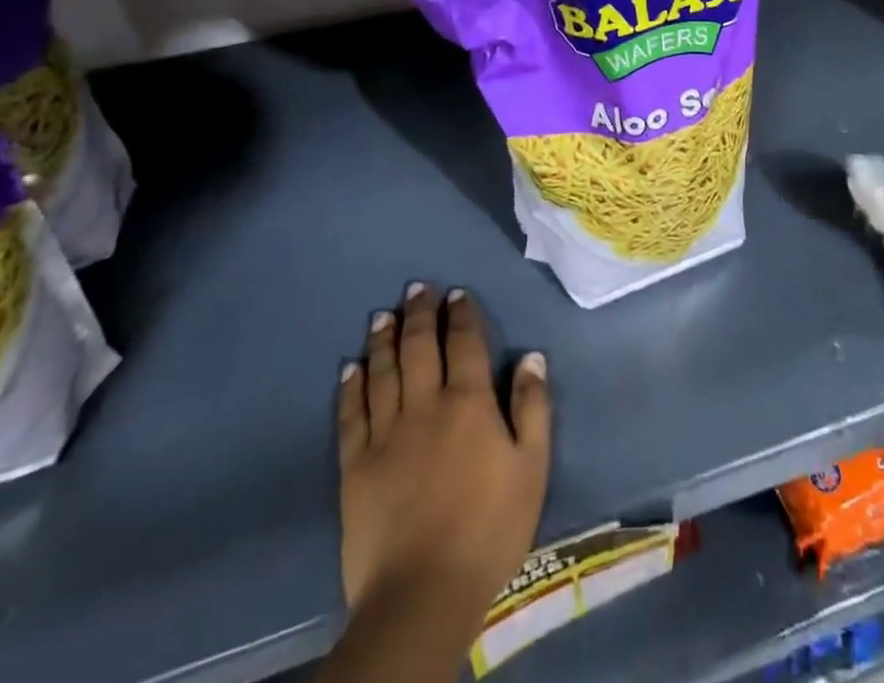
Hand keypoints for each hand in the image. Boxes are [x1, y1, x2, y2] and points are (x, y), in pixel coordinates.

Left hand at [337, 284, 550, 620]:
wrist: (422, 594)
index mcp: (468, 403)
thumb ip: (532, 407)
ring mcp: (386, 434)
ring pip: (382, 372)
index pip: (465, 344)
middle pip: (419, 347)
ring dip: (383, 339)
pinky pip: (352, 415)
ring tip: (382, 315)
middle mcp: (425, 406)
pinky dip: (351, 387)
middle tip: (416, 288)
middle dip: (419, 314)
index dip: (461, 315)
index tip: (456, 294)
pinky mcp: (356, 466)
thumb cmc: (489, 529)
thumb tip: (531, 357)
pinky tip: (350, 368)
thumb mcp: (531, 468)